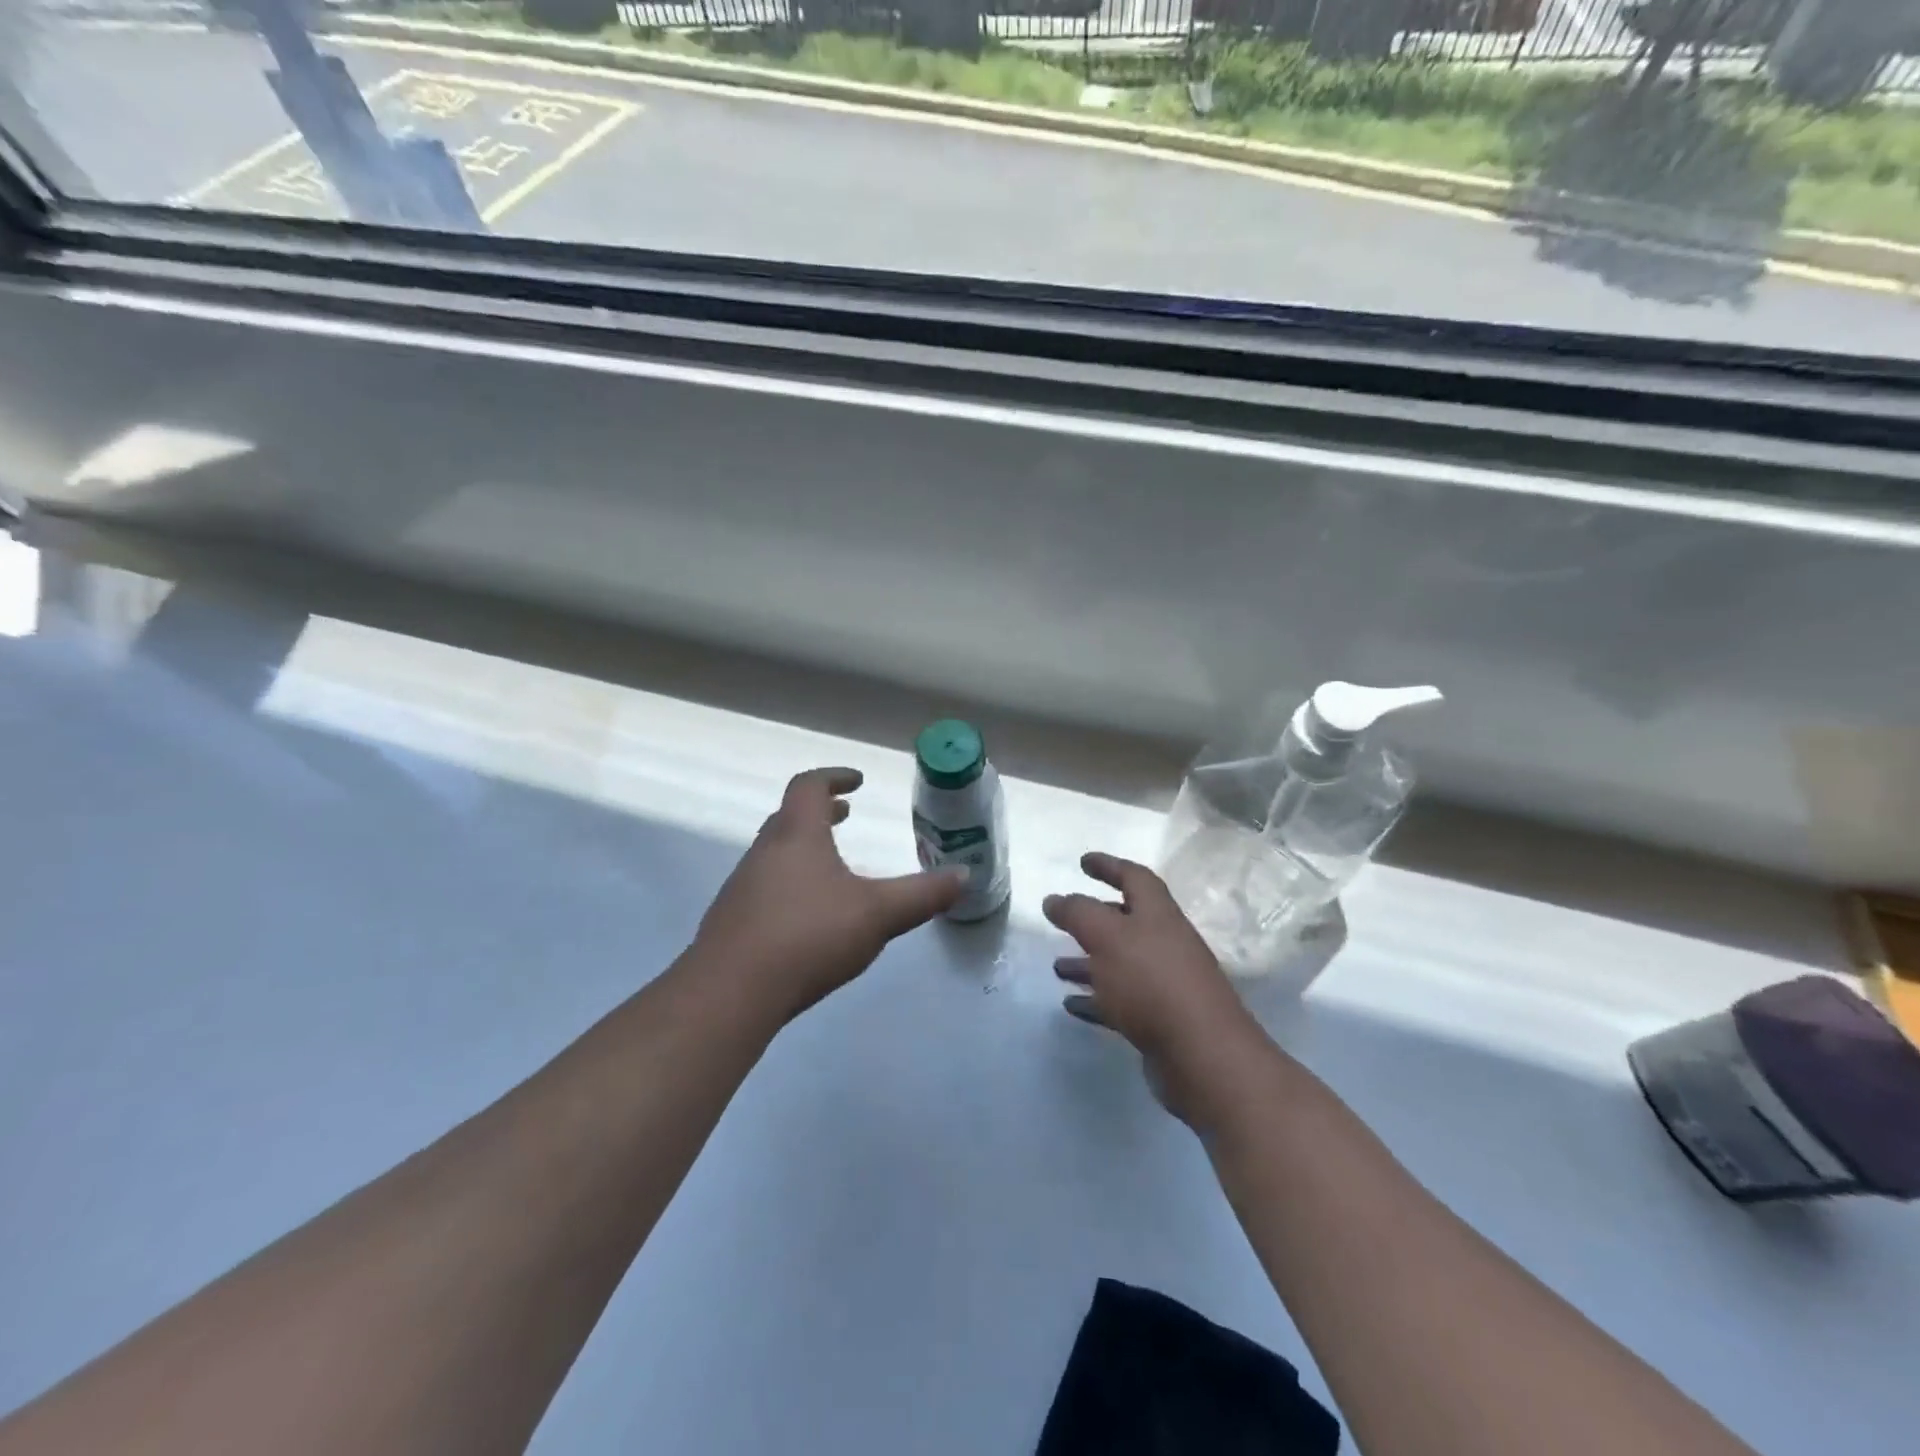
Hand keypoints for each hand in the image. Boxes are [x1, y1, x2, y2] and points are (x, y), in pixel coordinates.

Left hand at [695, 767, 966, 1022]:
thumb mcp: (878, 914)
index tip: (857, 782)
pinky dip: (789, 883)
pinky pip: (764, 887)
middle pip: (789, 817)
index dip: (833, 777)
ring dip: (803, 848)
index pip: (808, 787)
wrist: (730, 993)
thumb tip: (965, 875)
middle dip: (819, 812)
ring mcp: (742, 888)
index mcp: (796, 836)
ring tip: (832, 867)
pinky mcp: (731, 922)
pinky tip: (806, 917)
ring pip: (774, 853)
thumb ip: (922, 895)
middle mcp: (764, 853)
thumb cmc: (808, 936)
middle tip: (844, 814)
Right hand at [1045, 853, 1266, 1122]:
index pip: (1134, 878)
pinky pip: (1121, 1002)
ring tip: (1057, 967)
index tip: (1083, 861)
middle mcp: (1165, 943)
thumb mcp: (1107, 937)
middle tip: (1063, 919)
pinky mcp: (1160, 1021)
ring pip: (1120, 964)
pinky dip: (1096, 999)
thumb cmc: (1152, 983)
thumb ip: (1077, 914)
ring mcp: (1165, 984)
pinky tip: (1072, 1006)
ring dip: (1089, 962)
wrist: (1203, 1056)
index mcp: (1158, 915)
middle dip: (1094, 918)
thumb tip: (1053, 899)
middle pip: (1128, 921)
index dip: (1109, 866)